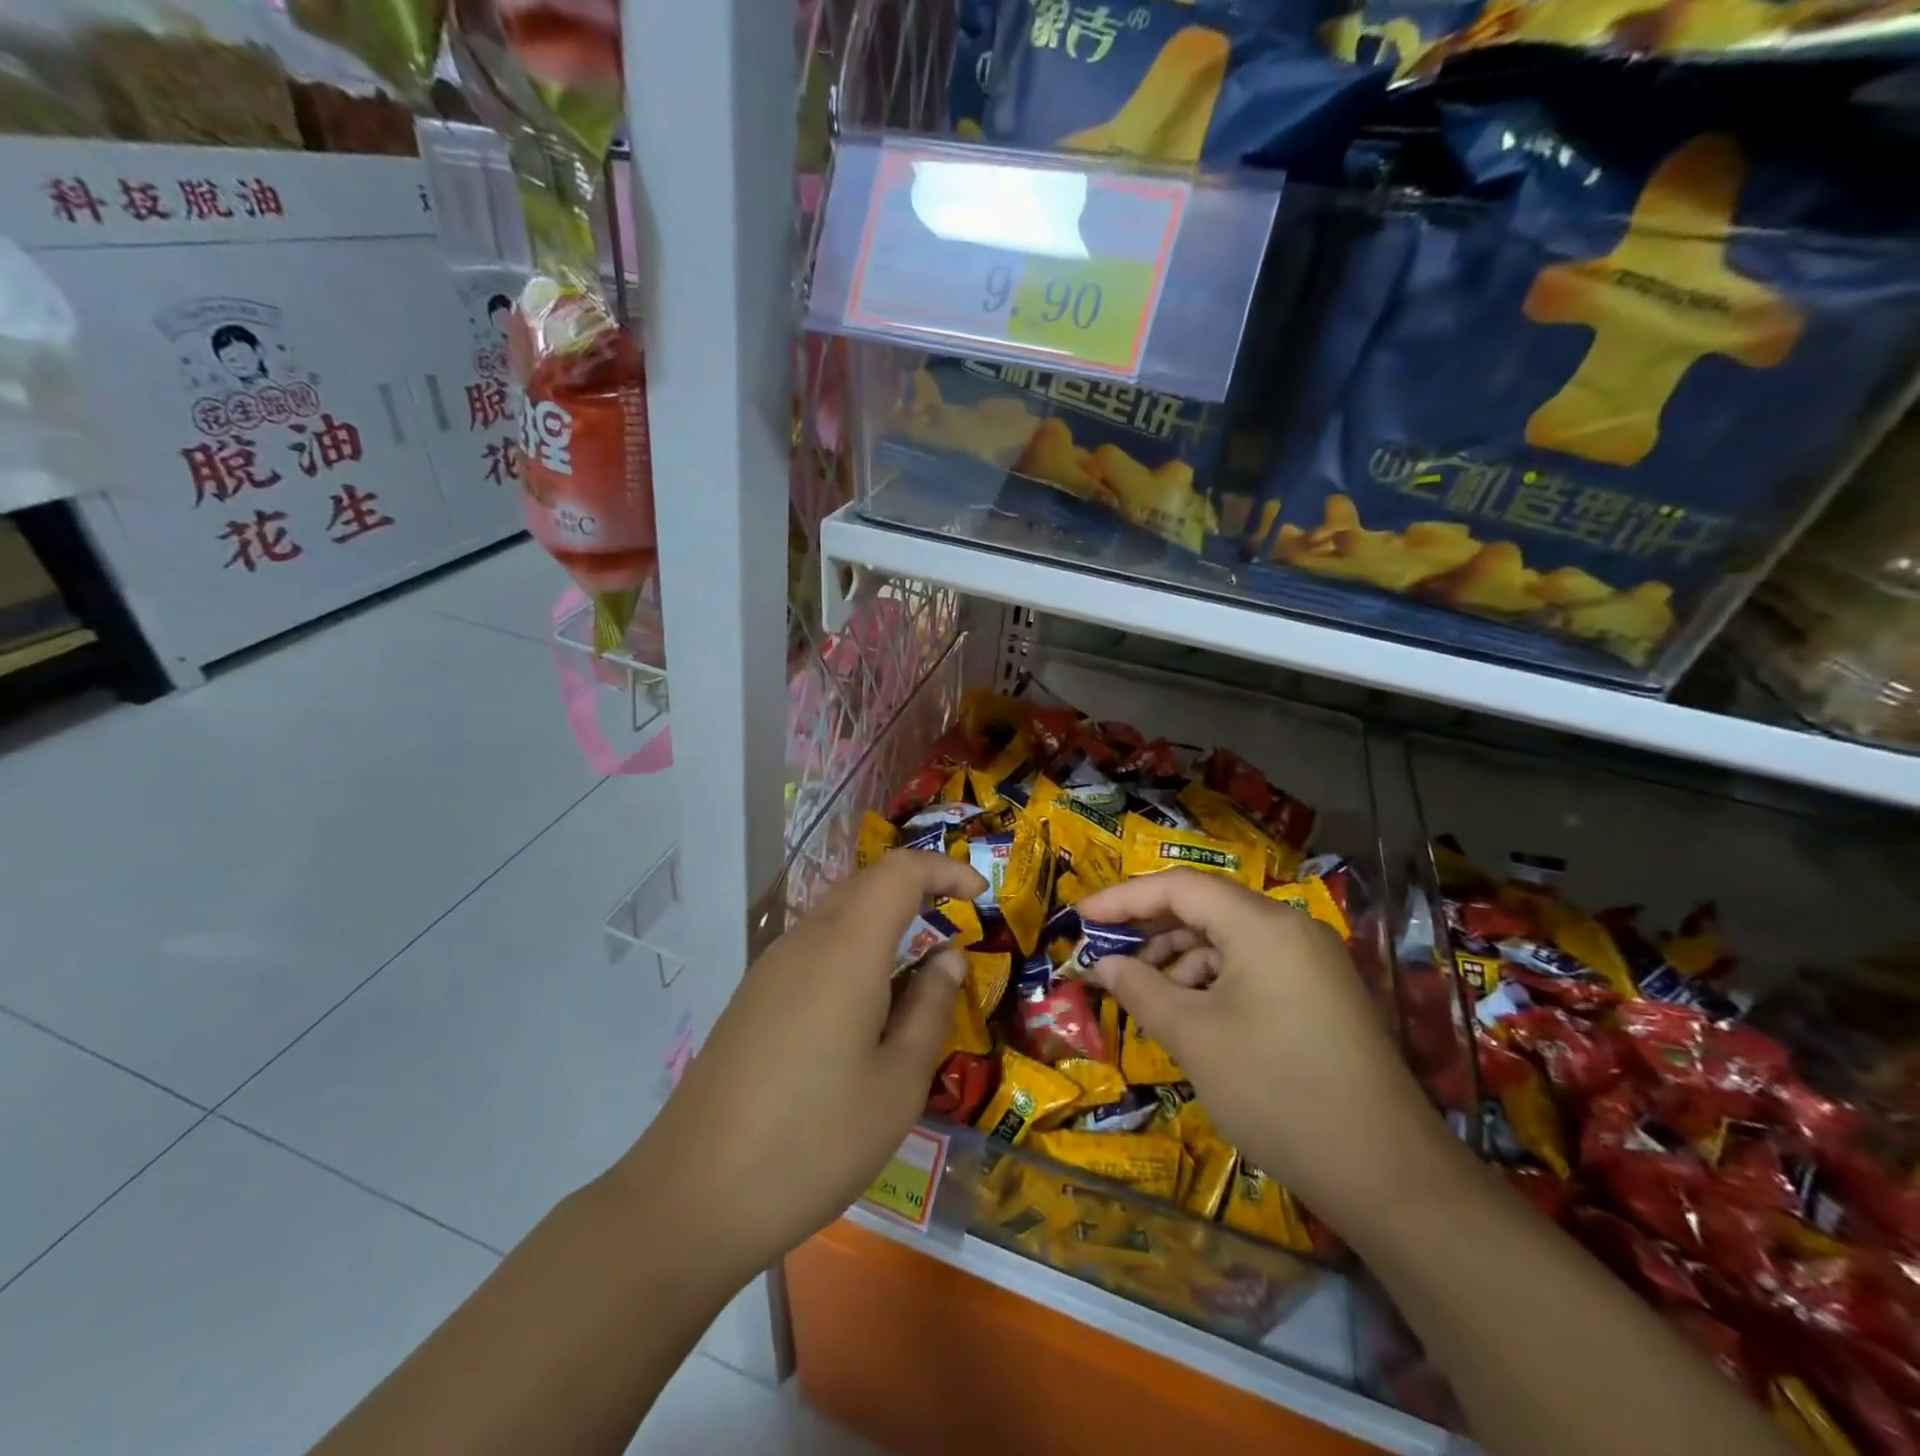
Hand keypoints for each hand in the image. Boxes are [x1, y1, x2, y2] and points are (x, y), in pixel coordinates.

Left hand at [614, 851, 986, 1283]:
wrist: (690, 1198)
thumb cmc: (813, 1142)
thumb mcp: (897, 1085)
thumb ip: (930, 1008)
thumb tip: (948, 957)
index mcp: (846, 950)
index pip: (900, 872)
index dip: (945, 870)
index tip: (981, 897)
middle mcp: (805, 941)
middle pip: (867, 883)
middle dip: (918, 887)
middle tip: (957, 922)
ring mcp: (771, 967)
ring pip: (838, 912)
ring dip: (884, 918)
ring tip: (918, 963)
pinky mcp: (752, 996)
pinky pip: (814, 945)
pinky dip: (854, 946)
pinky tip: (865, 1000)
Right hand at [1075, 869, 1451, 1224]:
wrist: (1387, 1174)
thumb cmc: (1275, 1090)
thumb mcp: (1193, 1036)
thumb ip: (1140, 989)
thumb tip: (1103, 965)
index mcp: (1262, 924)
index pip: (1180, 887)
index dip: (1124, 899)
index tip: (1081, 917)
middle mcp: (1290, 929)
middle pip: (1205, 909)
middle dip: (1150, 930)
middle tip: (1105, 954)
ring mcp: (1311, 963)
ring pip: (1228, 941)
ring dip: (1180, 960)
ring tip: (1144, 993)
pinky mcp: (1322, 996)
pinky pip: (1253, 969)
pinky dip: (1213, 982)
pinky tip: (1190, 1015)